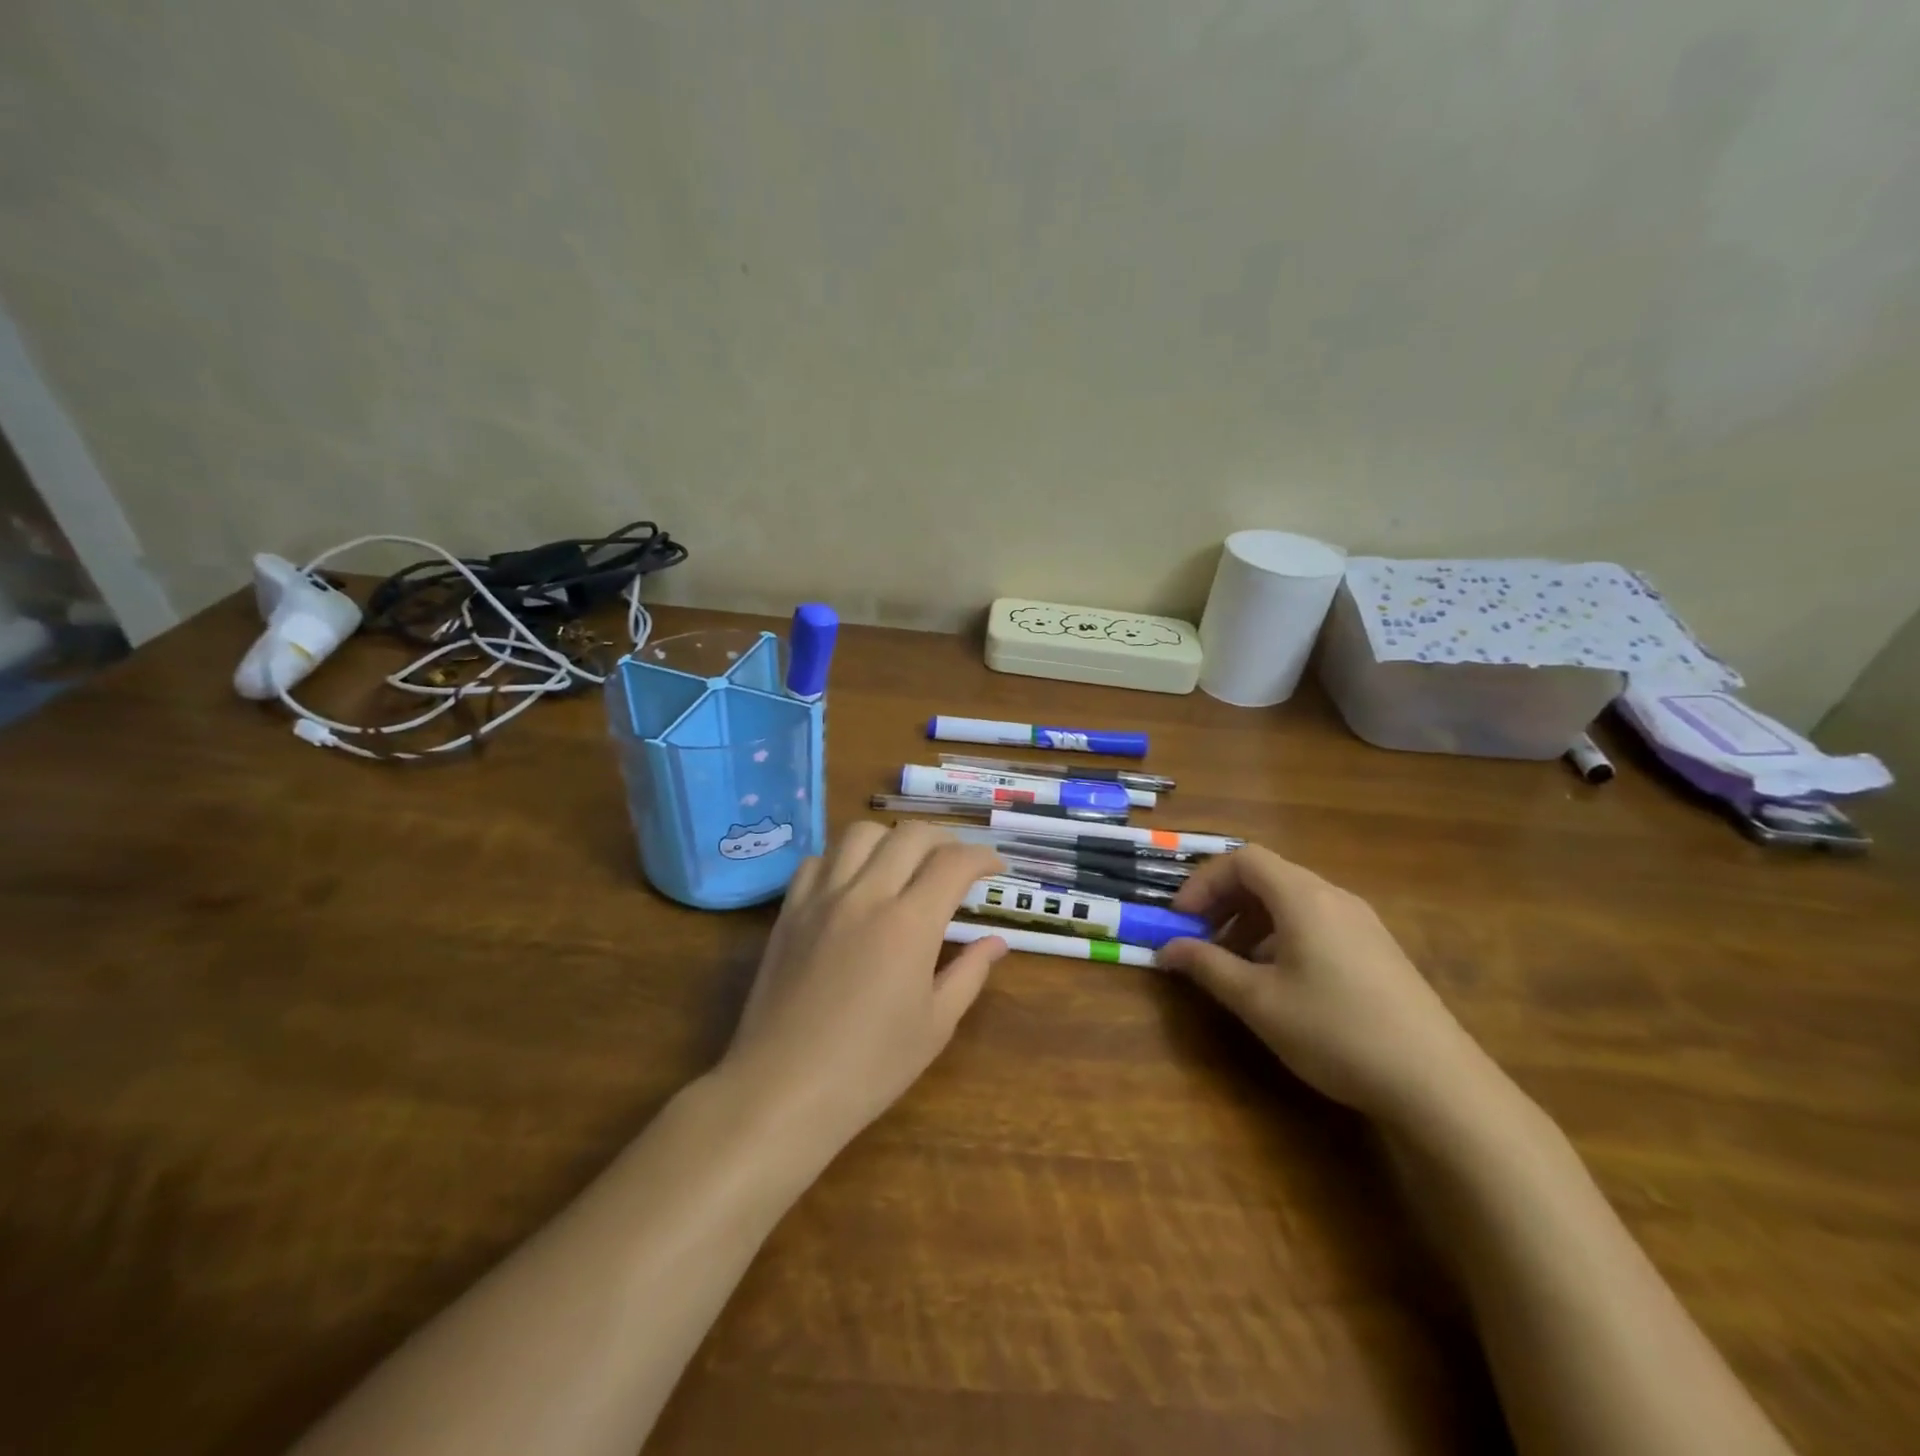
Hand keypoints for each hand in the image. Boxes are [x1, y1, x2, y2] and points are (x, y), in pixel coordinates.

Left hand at [718, 822, 1006, 1157]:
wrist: (782, 1090)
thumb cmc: (869, 1068)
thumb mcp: (935, 1026)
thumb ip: (969, 973)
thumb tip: (996, 943)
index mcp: (909, 924)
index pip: (954, 863)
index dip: (983, 857)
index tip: (995, 868)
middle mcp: (866, 895)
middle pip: (911, 834)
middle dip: (945, 840)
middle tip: (957, 864)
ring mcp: (822, 898)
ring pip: (861, 833)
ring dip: (893, 839)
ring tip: (905, 865)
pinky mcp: (789, 911)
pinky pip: (818, 860)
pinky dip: (843, 859)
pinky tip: (852, 884)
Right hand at [1158, 846, 1490, 1125]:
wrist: (1439, 1085)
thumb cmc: (1336, 1031)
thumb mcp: (1259, 1001)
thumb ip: (1207, 967)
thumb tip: (1166, 949)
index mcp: (1303, 897)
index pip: (1242, 859)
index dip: (1203, 882)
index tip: (1181, 919)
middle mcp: (1334, 897)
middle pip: (1267, 875)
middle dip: (1224, 902)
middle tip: (1200, 940)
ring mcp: (1362, 922)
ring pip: (1291, 901)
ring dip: (1251, 921)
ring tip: (1235, 965)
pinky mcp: (1378, 949)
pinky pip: (1316, 922)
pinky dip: (1282, 936)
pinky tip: (1281, 981)